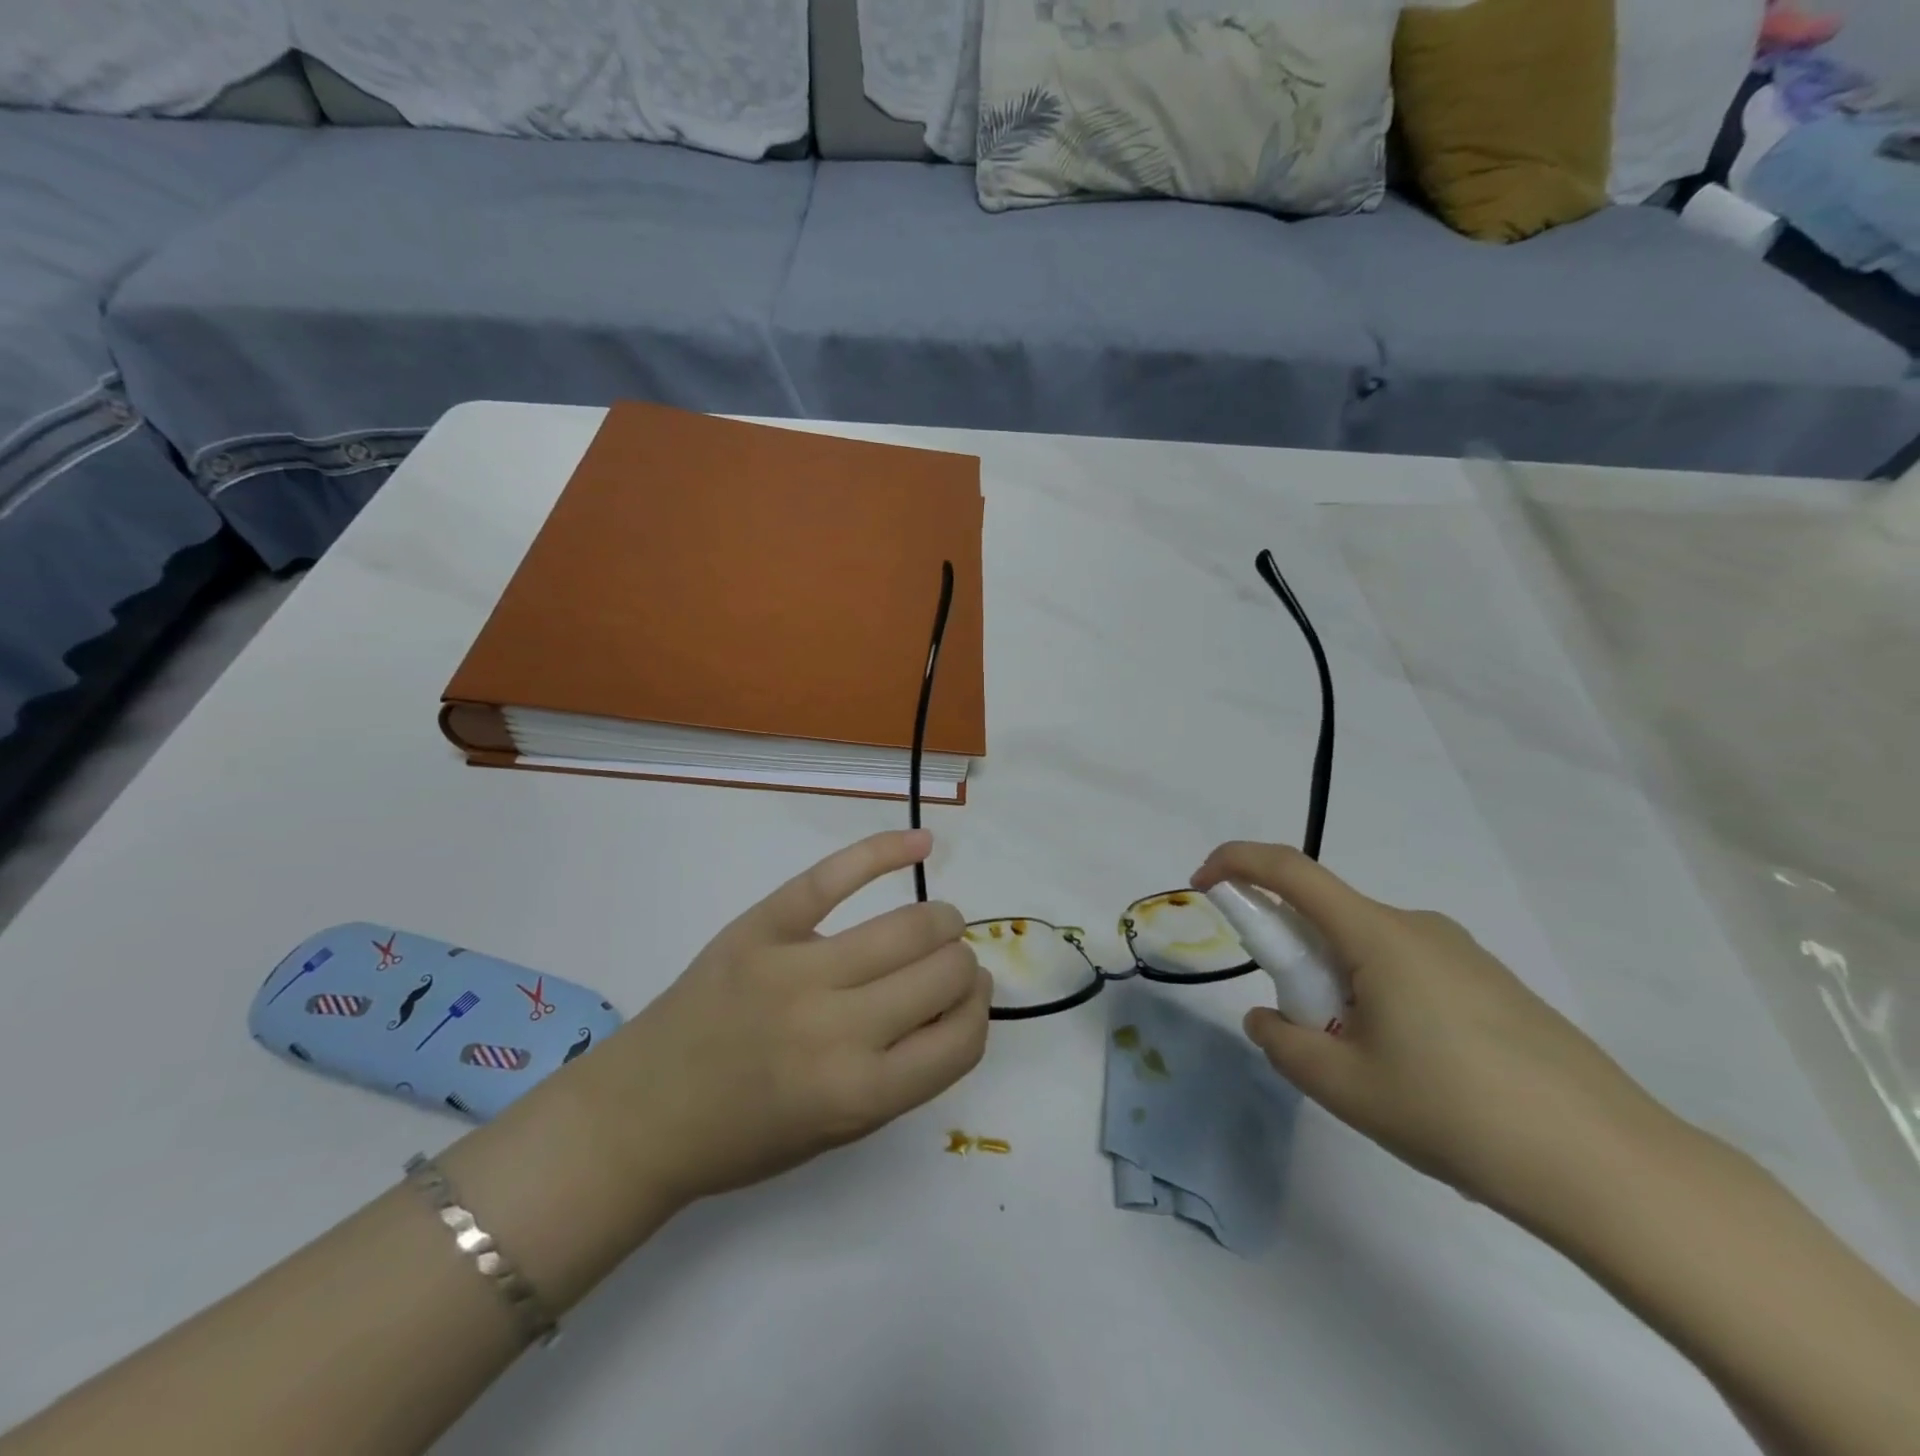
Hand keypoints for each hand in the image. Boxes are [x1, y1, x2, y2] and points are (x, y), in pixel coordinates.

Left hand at [574, 829, 991, 1211]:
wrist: (641, 1113)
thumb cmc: (746, 1136)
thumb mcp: (840, 1131)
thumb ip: (907, 1071)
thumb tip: (959, 997)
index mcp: (859, 1094)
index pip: (962, 1037)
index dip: (978, 1011)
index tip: (970, 998)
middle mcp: (837, 1029)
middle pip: (945, 969)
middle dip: (962, 965)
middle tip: (945, 966)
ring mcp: (796, 969)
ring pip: (910, 923)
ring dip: (941, 921)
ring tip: (935, 924)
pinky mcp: (761, 927)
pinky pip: (834, 875)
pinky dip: (886, 850)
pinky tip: (922, 842)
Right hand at [1192, 843, 1678, 1216]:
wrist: (1613, 1167)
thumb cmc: (1457, 1112)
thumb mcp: (1344, 1086)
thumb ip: (1283, 1043)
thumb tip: (1269, 1019)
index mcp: (1378, 935)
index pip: (1289, 870)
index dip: (1236, 863)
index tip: (1203, 885)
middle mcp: (1418, 927)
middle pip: (1328, 917)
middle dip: (1294, 960)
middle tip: (1305, 1031)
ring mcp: (1463, 955)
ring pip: (1369, 950)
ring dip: (1340, 986)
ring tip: (1371, 1068)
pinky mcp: (1494, 986)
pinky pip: (1410, 972)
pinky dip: (1382, 1000)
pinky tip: (1421, 1074)